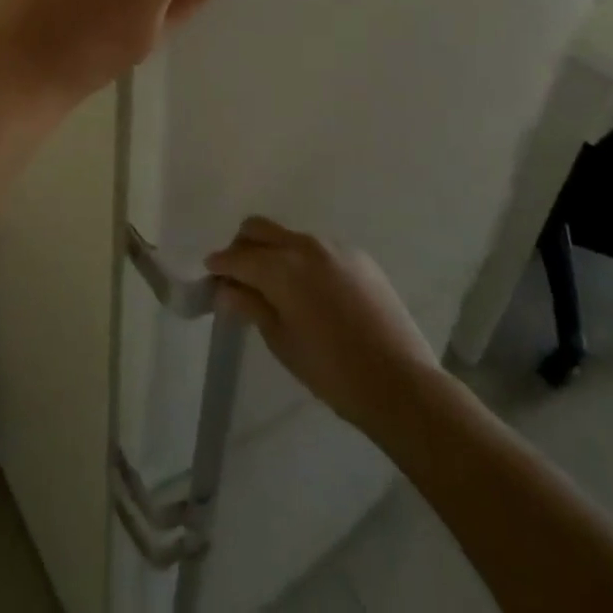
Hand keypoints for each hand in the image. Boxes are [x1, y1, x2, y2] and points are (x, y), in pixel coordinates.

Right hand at [208, 217, 439, 433]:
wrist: (402, 384)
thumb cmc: (333, 371)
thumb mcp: (282, 342)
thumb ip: (251, 306)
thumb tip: (225, 289)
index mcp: (282, 267)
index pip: (237, 256)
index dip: (219, 265)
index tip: (211, 275)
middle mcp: (305, 245)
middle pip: (259, 229)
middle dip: (242, 246)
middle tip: (238, 276)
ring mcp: (335, 247)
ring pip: (289, 237)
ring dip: (274, 252)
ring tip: (276, 286)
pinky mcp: (359, 257)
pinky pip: (319, 249)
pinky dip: (303, 261)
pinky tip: (312, 292)